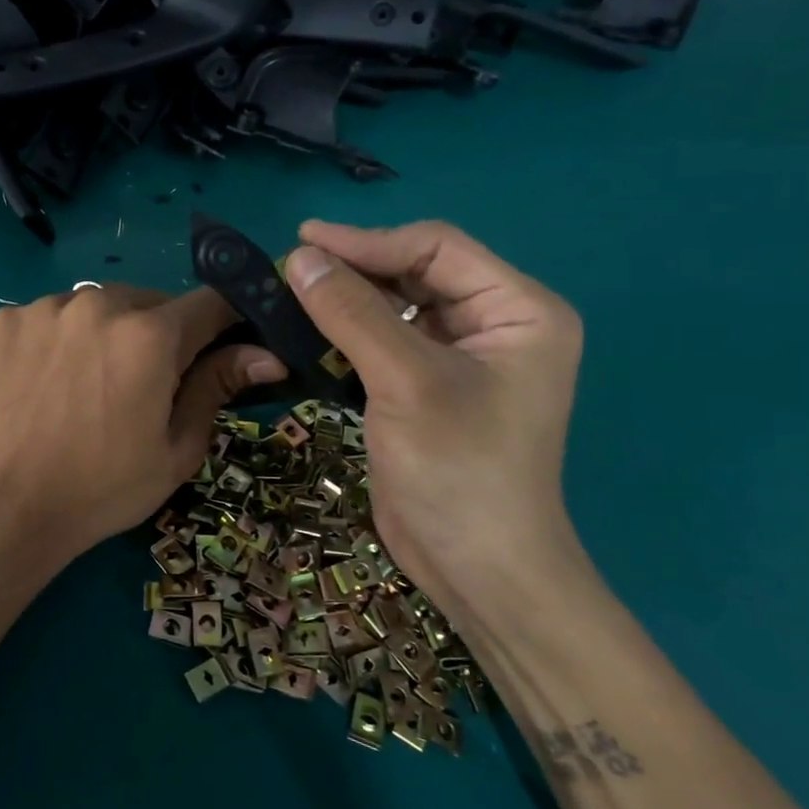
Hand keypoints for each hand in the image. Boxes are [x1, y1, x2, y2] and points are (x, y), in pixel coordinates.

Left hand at [0, 284, 283, 601]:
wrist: (1, 508)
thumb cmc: (100, 489)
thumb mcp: (174, 450)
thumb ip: (217, 389)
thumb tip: (266, 356)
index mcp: (150, 336)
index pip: (210, 303)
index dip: (224, 322)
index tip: (222, 345)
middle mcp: (98, 304)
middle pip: (149, 302)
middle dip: (158, 333)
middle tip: (143, 383)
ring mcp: (44, 308)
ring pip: (95, 306)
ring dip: (104, 332)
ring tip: (85, 384)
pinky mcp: (3, 320)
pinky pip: (48, 317)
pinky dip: (57, 338)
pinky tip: (44, 382)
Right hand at [284, 219, 595, 626]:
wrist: (476, 567)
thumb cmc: (458, 469)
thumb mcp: (405, 382)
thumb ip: (353, 313)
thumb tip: (299, 258)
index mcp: (519, 309)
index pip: (435, 250)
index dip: (367, 241)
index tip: (301, 242)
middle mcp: (496, 324)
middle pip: (415, 273)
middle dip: (354, 268)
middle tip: (289, 268)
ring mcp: (461, 357)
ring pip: (395, 306)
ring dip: (346, 300)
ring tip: (290, 292)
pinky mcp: (428, 386)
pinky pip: (385, 340)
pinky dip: (347, 333)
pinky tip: (307, 331)